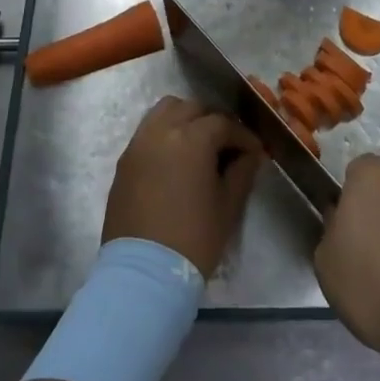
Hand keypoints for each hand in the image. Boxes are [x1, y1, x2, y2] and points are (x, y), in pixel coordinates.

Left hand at [102, 96, 262, 277]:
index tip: (254, 152)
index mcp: (192, 138)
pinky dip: (165, 132)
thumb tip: (250, 154)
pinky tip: (176, 158)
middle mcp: (162, 130)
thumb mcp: (228, 206)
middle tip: (228, 145)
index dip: (243, 136)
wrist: (144, 273)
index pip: (223, 123)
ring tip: (199, 144)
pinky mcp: (125, 160)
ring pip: (165, 110)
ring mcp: (139, 143)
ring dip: (186, 118)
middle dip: (215, 121)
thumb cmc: (194, 239)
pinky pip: (147, 130)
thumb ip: (242, 172)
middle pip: (193, 108)